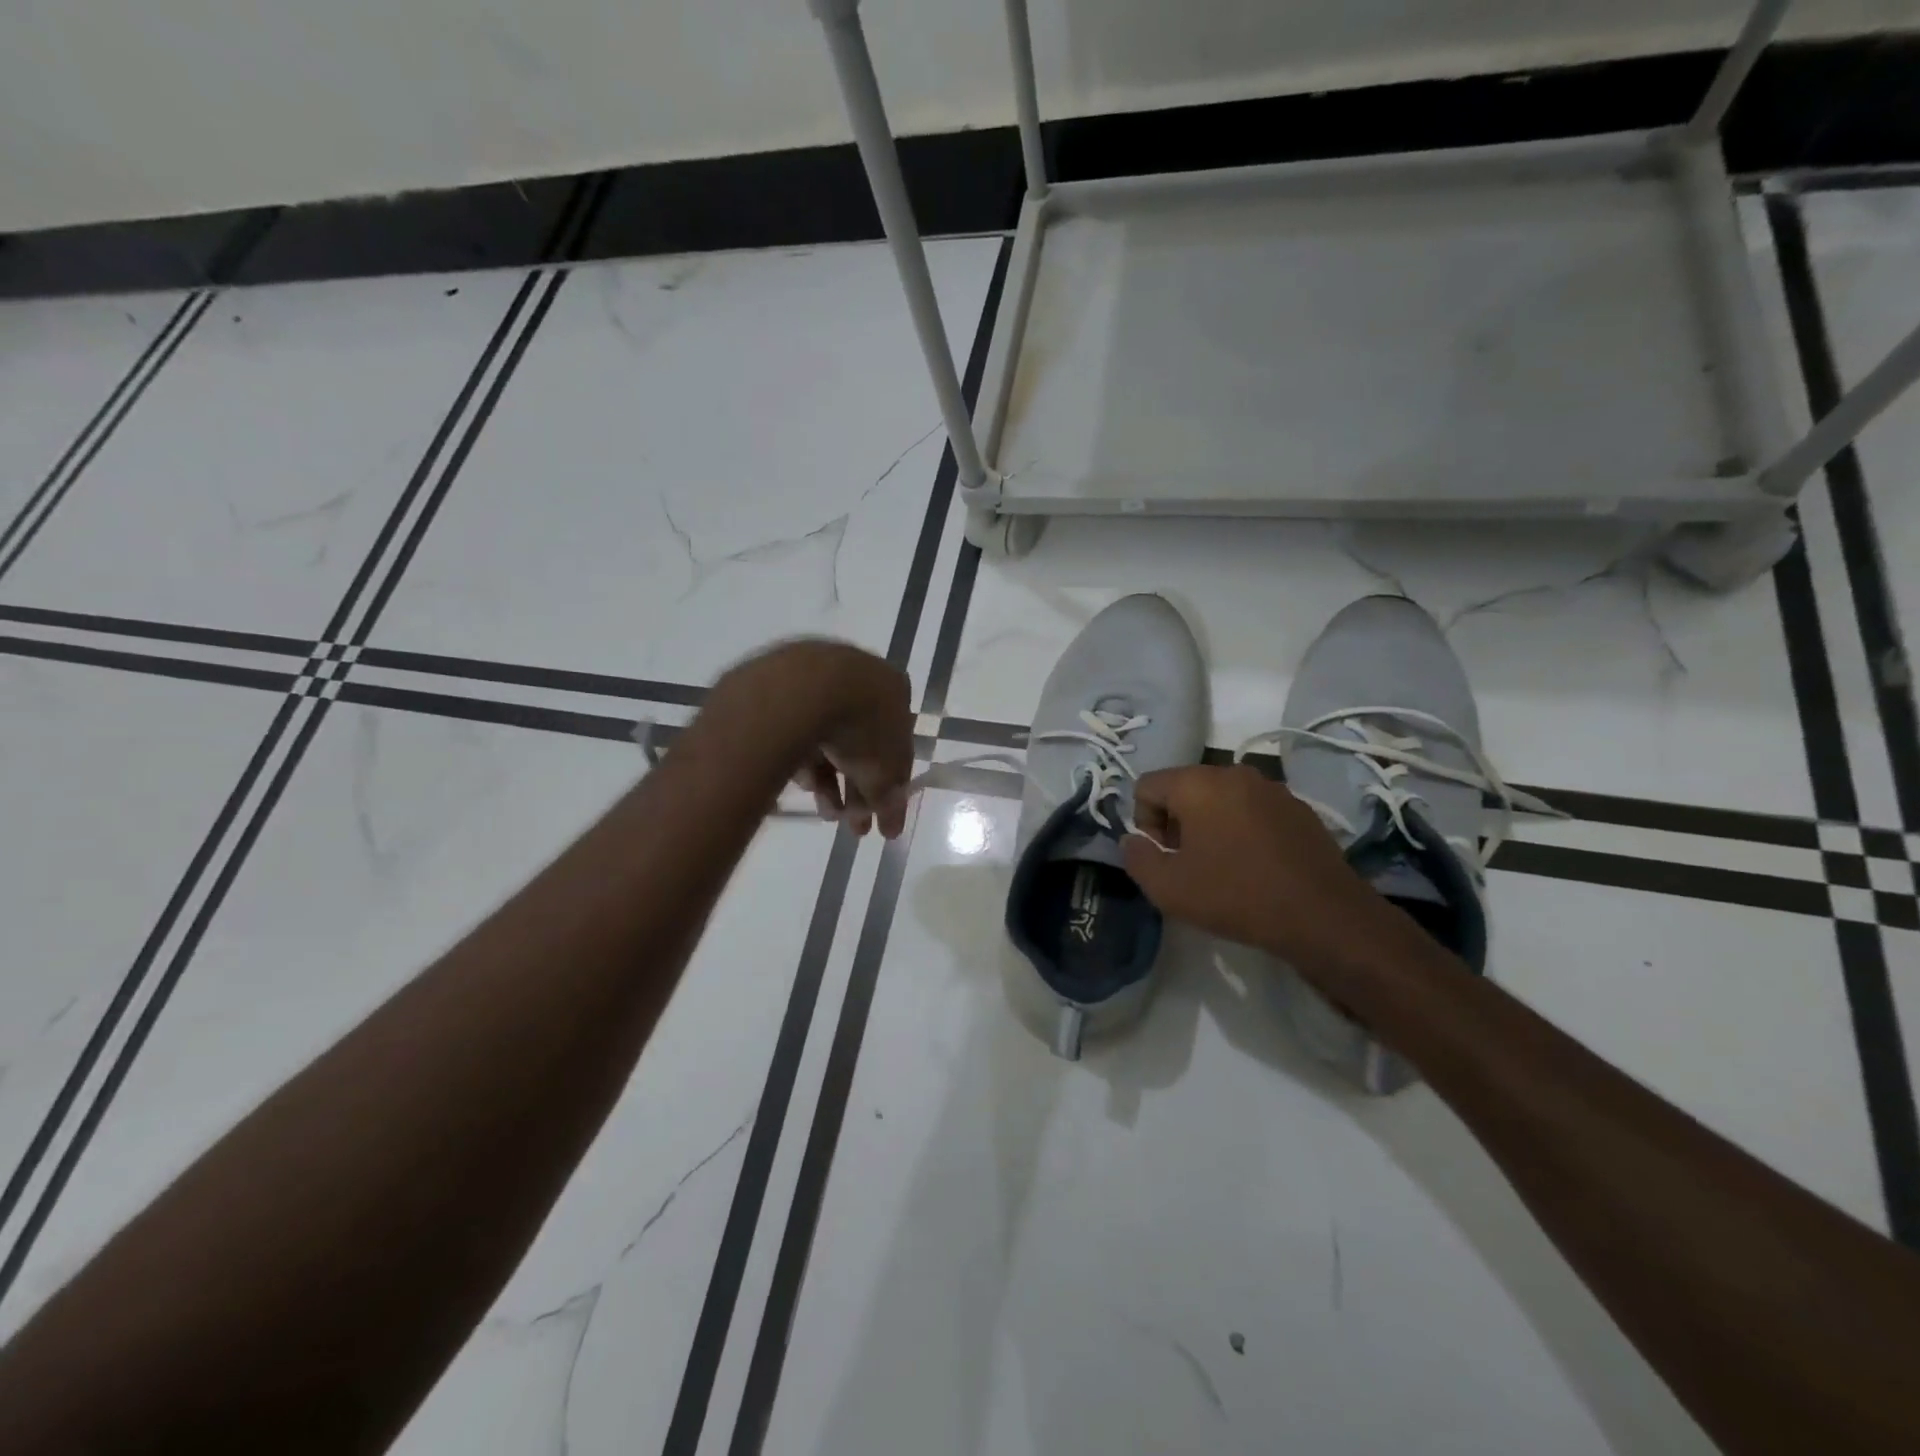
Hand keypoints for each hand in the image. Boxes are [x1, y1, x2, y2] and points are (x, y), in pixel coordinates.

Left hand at [717, 640, 913, 837]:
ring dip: (831, 782)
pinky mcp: (782, 686)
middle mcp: (860, 679)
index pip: (898, 747)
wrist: (805, 688)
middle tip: (853, 828)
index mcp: (894, 691)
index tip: (882, 821)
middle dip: (859, 791)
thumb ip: (890, 799)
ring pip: (829, 739)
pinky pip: (799, 730)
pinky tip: (801, 783)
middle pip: (862, 745)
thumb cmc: (862, 727)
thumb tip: (892, 824)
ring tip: (825, 814)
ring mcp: (819, 679)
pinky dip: (804, 759)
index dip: (892, 788)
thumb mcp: (885, 773)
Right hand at [1121, 764, 1406, 981]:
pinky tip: (1255, 866)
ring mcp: (1271, 788)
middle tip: (1189, 864)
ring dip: (1209, 826)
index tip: (1164, 857)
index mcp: (1198, 783)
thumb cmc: (1237, 896)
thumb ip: (1137, 857)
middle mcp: (1234, 772)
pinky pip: (1252, 810)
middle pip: (1184, 788)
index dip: (1144, 823)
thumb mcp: (1168, 888)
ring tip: (1222, 867)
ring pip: (1219, 798)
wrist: (1324, 916)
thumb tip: (1134, 840)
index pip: (1147, 786)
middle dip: (1176, 823)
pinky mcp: (1298, 808)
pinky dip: (1242, 830)